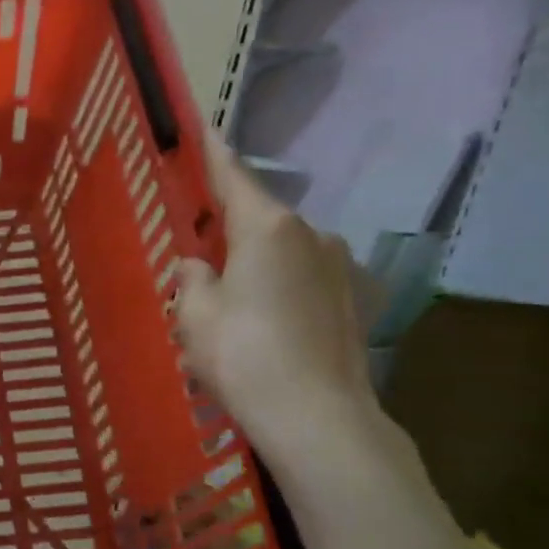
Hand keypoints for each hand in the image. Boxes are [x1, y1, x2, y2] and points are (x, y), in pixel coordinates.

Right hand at [172, 134, 376, 454]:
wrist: (318, 418)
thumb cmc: (243, 356)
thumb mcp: (193, 315)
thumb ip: (191, 278)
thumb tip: (197, 265)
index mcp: (268, 228)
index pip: (234, 177)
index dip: (213, 154)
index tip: (202, 130)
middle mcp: (313, 234)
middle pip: (261, 217)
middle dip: (230, 227)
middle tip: (199, 248)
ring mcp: (342, 267)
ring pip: (287, 251)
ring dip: (259, 262)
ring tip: (234, 299)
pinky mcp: (357, 300)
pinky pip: (309, 279)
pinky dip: (285, 287)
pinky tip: (270, 321)